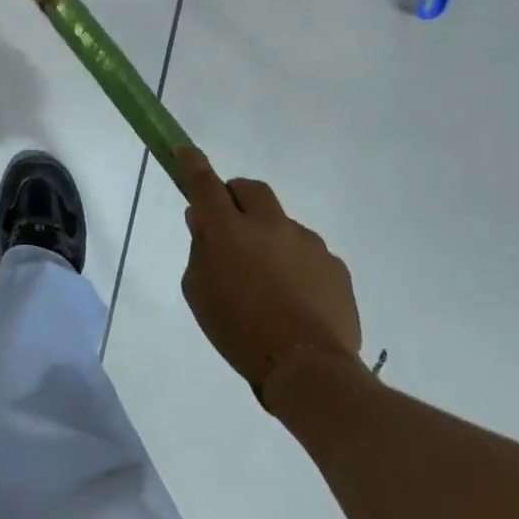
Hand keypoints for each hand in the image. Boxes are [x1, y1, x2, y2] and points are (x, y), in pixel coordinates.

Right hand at [178, 148, 362, 404]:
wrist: (308, 368)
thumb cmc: (238, 330)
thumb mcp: (199, 291)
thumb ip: (200, 250)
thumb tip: (204, 222)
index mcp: (228, 231)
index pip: (205, 183)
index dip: (192, 163)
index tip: (184, 150)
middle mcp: (269, 225)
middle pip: (250, 189)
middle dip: (236, 196)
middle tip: (229, 222)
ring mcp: (307, 243)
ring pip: (281, 223)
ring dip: (268, 236)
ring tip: (266, 279)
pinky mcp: (334, 265)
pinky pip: (307, 252)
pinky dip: (295, 263)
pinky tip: (294, 297)